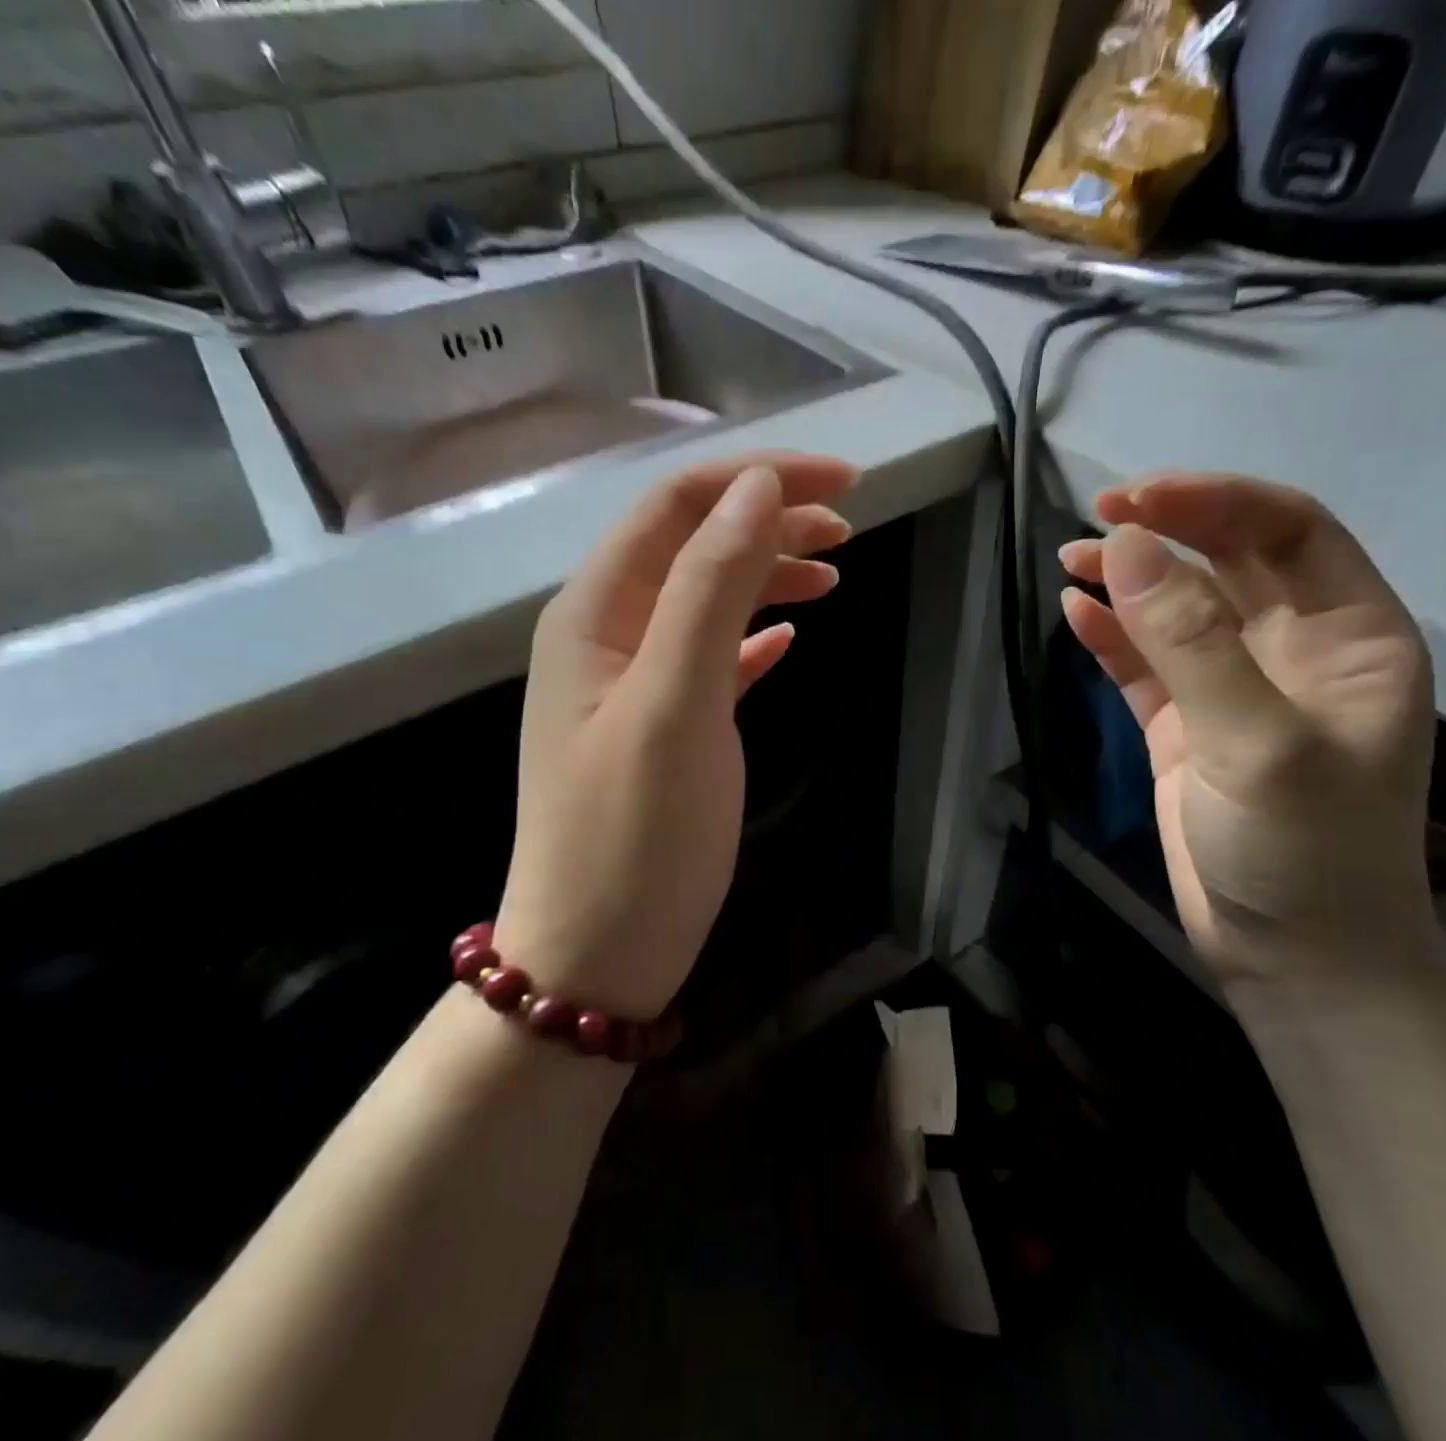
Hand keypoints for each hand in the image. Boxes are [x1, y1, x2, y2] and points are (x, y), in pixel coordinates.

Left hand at [497, 454, 856, 1019]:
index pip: (677, 506)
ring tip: (834, 574)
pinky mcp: (662, 731)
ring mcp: (632, 686)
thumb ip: (710, 588)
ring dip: (766, 574)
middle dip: (768, 521)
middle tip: (850, 528)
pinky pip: (710, 659)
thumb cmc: (634, 835)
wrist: (596, 955)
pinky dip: (752, 636)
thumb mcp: (675, 702)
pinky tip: (789, 637)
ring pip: (705, 601)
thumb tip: (759, 490)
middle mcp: (606, 635)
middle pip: (692, 546)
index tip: (845, 481)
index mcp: (595, 612)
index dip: (759, 479)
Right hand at [1059, 473, 1439, 993]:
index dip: (1213, 502)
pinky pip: (1145, 664)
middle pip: (1229, 561)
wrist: (1292, 961)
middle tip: (1097, 516)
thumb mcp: (1257, 744)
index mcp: (1349, 636)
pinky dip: (1111, 636)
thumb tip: (1126, 549)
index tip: (1135, 500)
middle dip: (1167, 530)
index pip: (1287, 532)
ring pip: (1179, 610)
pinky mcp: (1184, 729)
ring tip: (1072, 560)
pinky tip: (1075, 614)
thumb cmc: (1303, 853)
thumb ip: (1191, 644)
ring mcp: (1234, 691)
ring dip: (1130, 580)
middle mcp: (1294, 651)